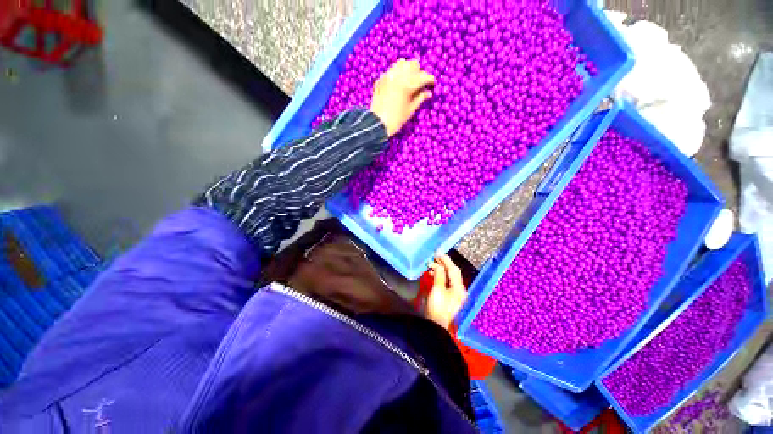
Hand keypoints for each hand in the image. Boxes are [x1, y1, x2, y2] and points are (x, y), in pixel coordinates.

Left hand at [370, 59, 434, 136]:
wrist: (377, 123)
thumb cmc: (396, 120)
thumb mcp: (410, 110)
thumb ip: (420, 98)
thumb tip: (428, 92)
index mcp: (408, 84)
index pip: (424, 76)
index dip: (430, 80)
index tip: (432, 84)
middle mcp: (398, 75)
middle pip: (413, 64)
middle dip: (419, 72)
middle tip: (420, 84)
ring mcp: (388, 76)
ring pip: (402, 63)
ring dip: (407, 70)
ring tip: (408, 81)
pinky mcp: (381, 79)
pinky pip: (391, 70)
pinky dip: (397, 74)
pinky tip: (398, 84)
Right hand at [426, 254, 467, 329]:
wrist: (436, 326)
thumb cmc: (437, 307)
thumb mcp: (437, 289)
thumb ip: (439, 275)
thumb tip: (438, 265)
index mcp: (459, 288)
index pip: (453, 270)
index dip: (446, 260)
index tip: (437, 253)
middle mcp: (459, 290)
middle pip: (453, 273)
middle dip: (444, 264)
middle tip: (434, 257)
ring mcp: (455, 294)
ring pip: (449, 277)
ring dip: (441, 270)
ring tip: (430, 265)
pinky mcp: (450, 297)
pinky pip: (446, 282)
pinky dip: (440, 276)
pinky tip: (432, 274)